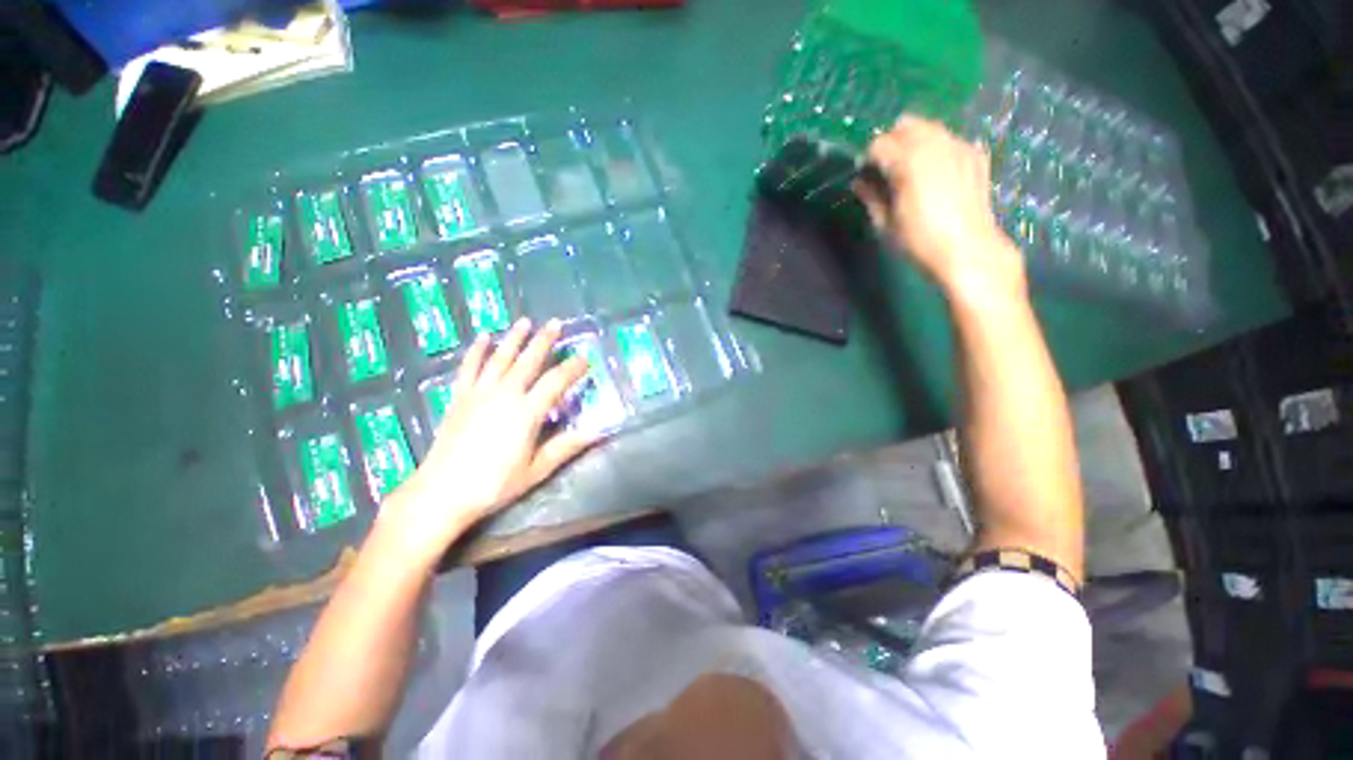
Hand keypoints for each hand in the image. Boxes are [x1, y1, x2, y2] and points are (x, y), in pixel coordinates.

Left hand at [381, 318, 596, 559]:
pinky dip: (476, 351)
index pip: (555, 382)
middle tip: (556, 323)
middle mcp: (505, 395)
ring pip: (500, 358)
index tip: (585, 357)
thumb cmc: (494, 484)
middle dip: (544, 341)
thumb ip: (566, 447)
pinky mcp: (460, 397)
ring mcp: (479, 393)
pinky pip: (469, 368)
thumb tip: (596, 433)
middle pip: (528, 361)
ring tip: (525, 321)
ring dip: (514, 338)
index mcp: (527, 413)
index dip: (572, 368)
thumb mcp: (536, 470)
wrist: (442, 492)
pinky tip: (483, 337)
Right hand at [853, 116, 1023, 296]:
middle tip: (886, 169)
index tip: (866, 176)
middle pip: (906, 125)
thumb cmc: (919, 241)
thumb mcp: (886, 224)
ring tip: (911, 169)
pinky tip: (936, 171)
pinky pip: (950, 139)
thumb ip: (871, 197)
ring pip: (930, 127)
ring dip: (915, 141)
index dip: (868, 159)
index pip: (879, 144)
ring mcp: (959, 146)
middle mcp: (934, 144)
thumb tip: (859, 183)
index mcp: (907, 162)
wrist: (968, 250)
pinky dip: (938, 148)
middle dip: (892, 142)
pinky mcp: (975, 154)